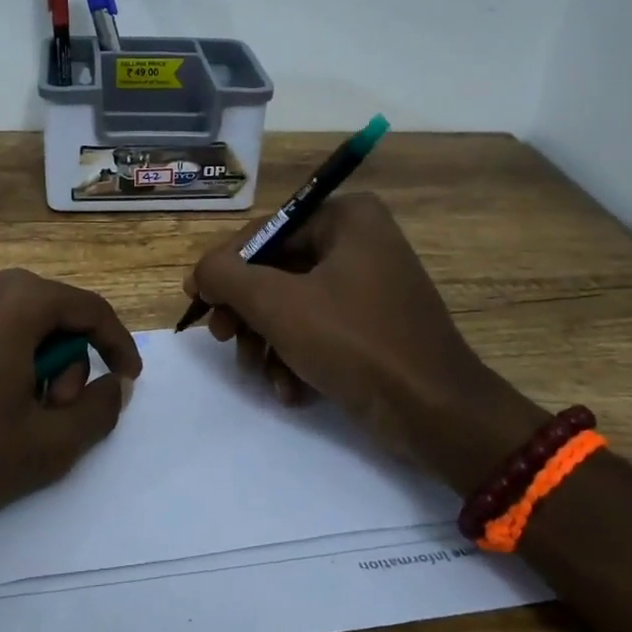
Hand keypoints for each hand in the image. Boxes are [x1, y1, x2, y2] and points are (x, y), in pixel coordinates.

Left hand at [0, 268, 142, 529]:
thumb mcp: (46, 444)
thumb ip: (98, 412)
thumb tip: (115, 387)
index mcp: (18, 300)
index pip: (90, 309)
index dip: (118, 344)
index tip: (129, 380)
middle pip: (54, 314)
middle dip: (70, 363)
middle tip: (59, 414)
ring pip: (21, 323)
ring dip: (38, 365)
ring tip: (22, 417)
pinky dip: (6, 360)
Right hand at [184, 193, 546, 490]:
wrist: (436, 413)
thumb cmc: (354, 342)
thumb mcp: (278, 304)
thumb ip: (227, 277)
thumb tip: (201, 271)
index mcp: (347, 218)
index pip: (265, 231)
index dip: (224, 266)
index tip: (196, 300)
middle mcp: (361, 241)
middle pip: (277, 270)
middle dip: (247, 311)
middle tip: (222, 338)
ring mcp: (370, 285)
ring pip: (294, 304)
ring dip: (268, 341)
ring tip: (259, 373)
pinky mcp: (374, 325)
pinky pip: (319, 328)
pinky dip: (298, 357)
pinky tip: (291, 390)